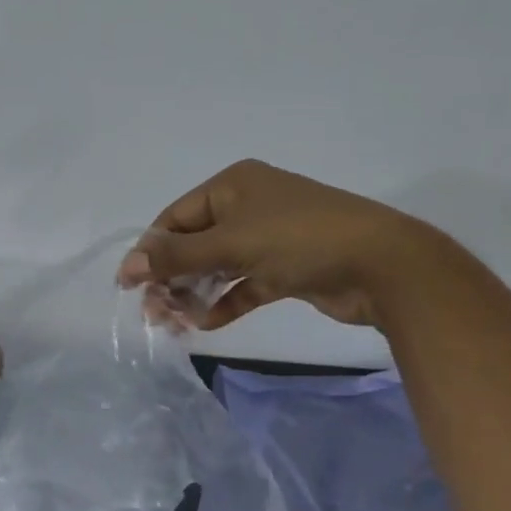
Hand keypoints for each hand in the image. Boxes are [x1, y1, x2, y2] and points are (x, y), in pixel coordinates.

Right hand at [117, 160, 443, 330]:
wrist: (382, 266)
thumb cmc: (299, 239)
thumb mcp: (231, 243)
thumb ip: (177, 256)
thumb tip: (128, 265)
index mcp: (232, 186)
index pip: (176, 217)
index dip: (151, 250)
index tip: (129, 285)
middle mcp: (248, 207)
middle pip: (194, 244)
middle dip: (171, 278)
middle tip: (153, 312)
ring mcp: (268, 239)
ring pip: (217, 268)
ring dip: (194, 294)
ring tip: (175, 323)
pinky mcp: (284, 270)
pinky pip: (243, 286)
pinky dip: (224, 303)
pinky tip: (206, 324)